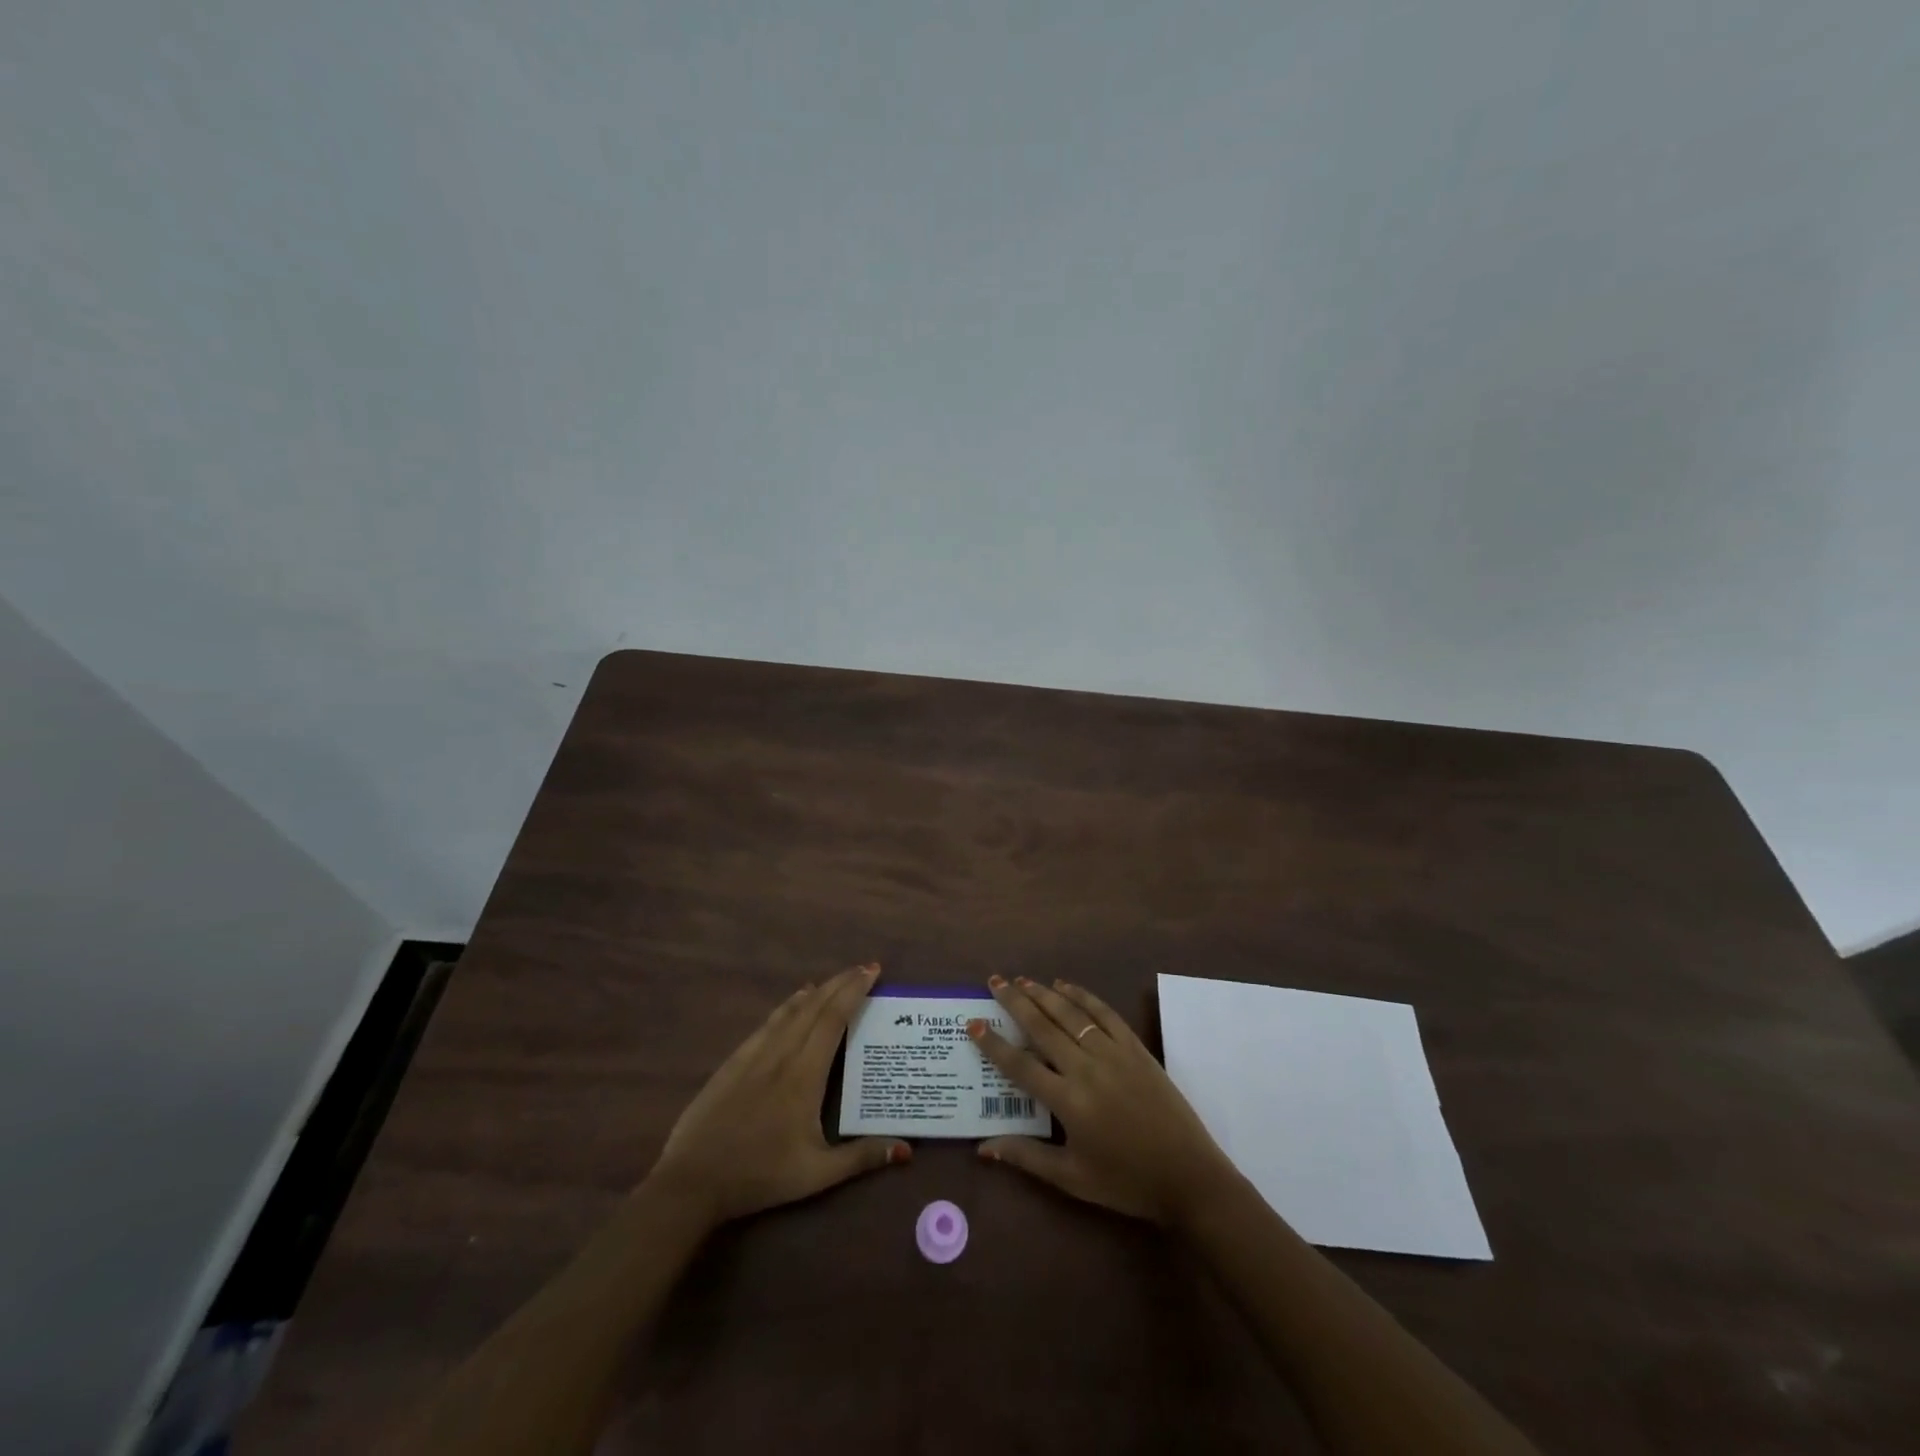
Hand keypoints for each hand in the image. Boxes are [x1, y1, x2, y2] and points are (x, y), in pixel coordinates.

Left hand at [647, 963, 909, 1225]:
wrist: (693, 1180)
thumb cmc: (760, 1175)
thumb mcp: (816, 1175)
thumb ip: (861, 1157)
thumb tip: (906, 1148)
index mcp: (805, 1075)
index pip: (834, 1019)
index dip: (854, 991)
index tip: (872, 971)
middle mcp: (781, 1054)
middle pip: (815, 1007)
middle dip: (841, 983)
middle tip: (864, 968)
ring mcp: (754, 1055)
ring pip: (790, 1011)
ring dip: (816, 991)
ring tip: (835, 980)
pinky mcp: (734, 1062)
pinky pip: (767, 1023)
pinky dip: (787, 1006)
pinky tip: (792, 1003)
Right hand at [970, 976, 1236, 1225]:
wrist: (1188, 1176)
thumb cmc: (1126, 1182)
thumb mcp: (1072, 1178)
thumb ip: (1026, 1156)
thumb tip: (982, 1147)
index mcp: (1068, 1102)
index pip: (1020, 1065)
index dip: (993, 1044)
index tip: (973, 1023)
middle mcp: (1086, 1068)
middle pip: (1042, 1027)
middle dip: (1014, 1002)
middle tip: (994, 981)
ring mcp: (1113, 1053)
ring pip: (1071, 1014)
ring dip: (1044, 994)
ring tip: (1022, 981)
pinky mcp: (1135, 1047)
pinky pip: (1104, 1014)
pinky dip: (1083, 996)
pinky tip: (1066, 986)